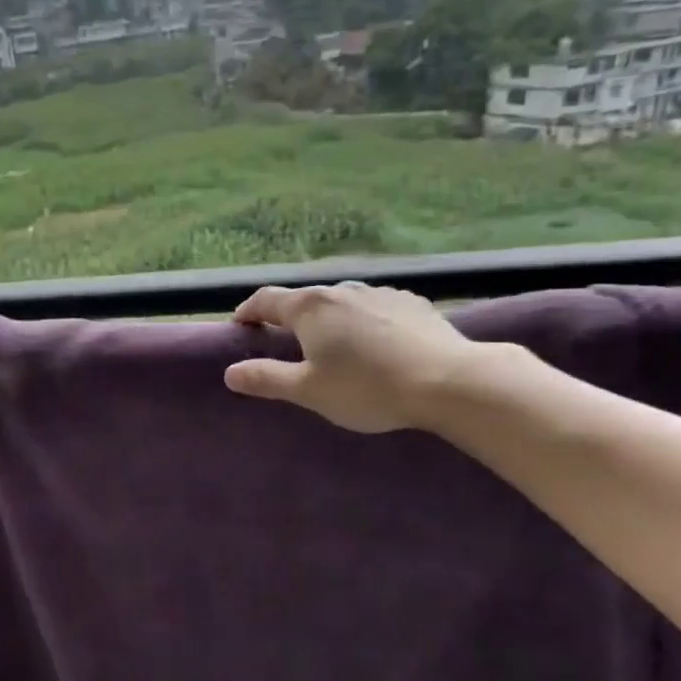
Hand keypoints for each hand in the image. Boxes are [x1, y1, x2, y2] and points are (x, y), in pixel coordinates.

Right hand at [223, 283, 490, 432]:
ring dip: (329, 319)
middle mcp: (342, 290)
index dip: (248, 311)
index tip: (240, 324)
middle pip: (305, 299)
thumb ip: (266, 378)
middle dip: (290, 317)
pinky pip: (374, 309)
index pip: (267, 300)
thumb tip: (230, 373)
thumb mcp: (309, 390)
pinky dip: (363, 322)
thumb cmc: (367, 387)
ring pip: (342, 302)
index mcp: (310, 308)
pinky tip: (376, 344)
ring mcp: (380, 293)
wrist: (449, 381)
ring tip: (333, 344)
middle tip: (284, 341)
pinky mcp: (412, 303)